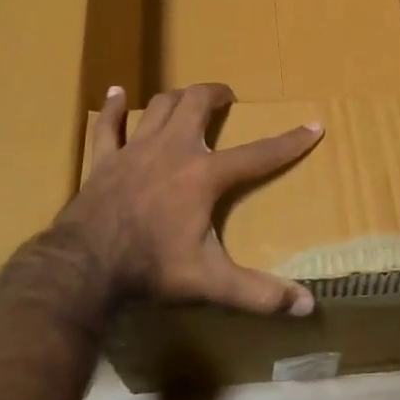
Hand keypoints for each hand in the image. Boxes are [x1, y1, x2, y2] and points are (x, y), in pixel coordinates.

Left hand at [53, 82, 322, 315]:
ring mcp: (135, 150)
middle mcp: (173, 150)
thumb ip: (259, 293)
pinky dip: (114, 108)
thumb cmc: (151, 267)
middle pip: (197, 104)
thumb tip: (307, 307)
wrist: (85, 266)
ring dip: (176, 98)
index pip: (259, 154)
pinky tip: (116, 93)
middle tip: (227, 98)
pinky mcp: (104, 160)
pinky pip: (108, 125)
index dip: (290, 142)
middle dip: (216, 94)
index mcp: (204, 175)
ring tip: (187, 98)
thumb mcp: (211, 282)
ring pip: (160, 106)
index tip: (314, 125)